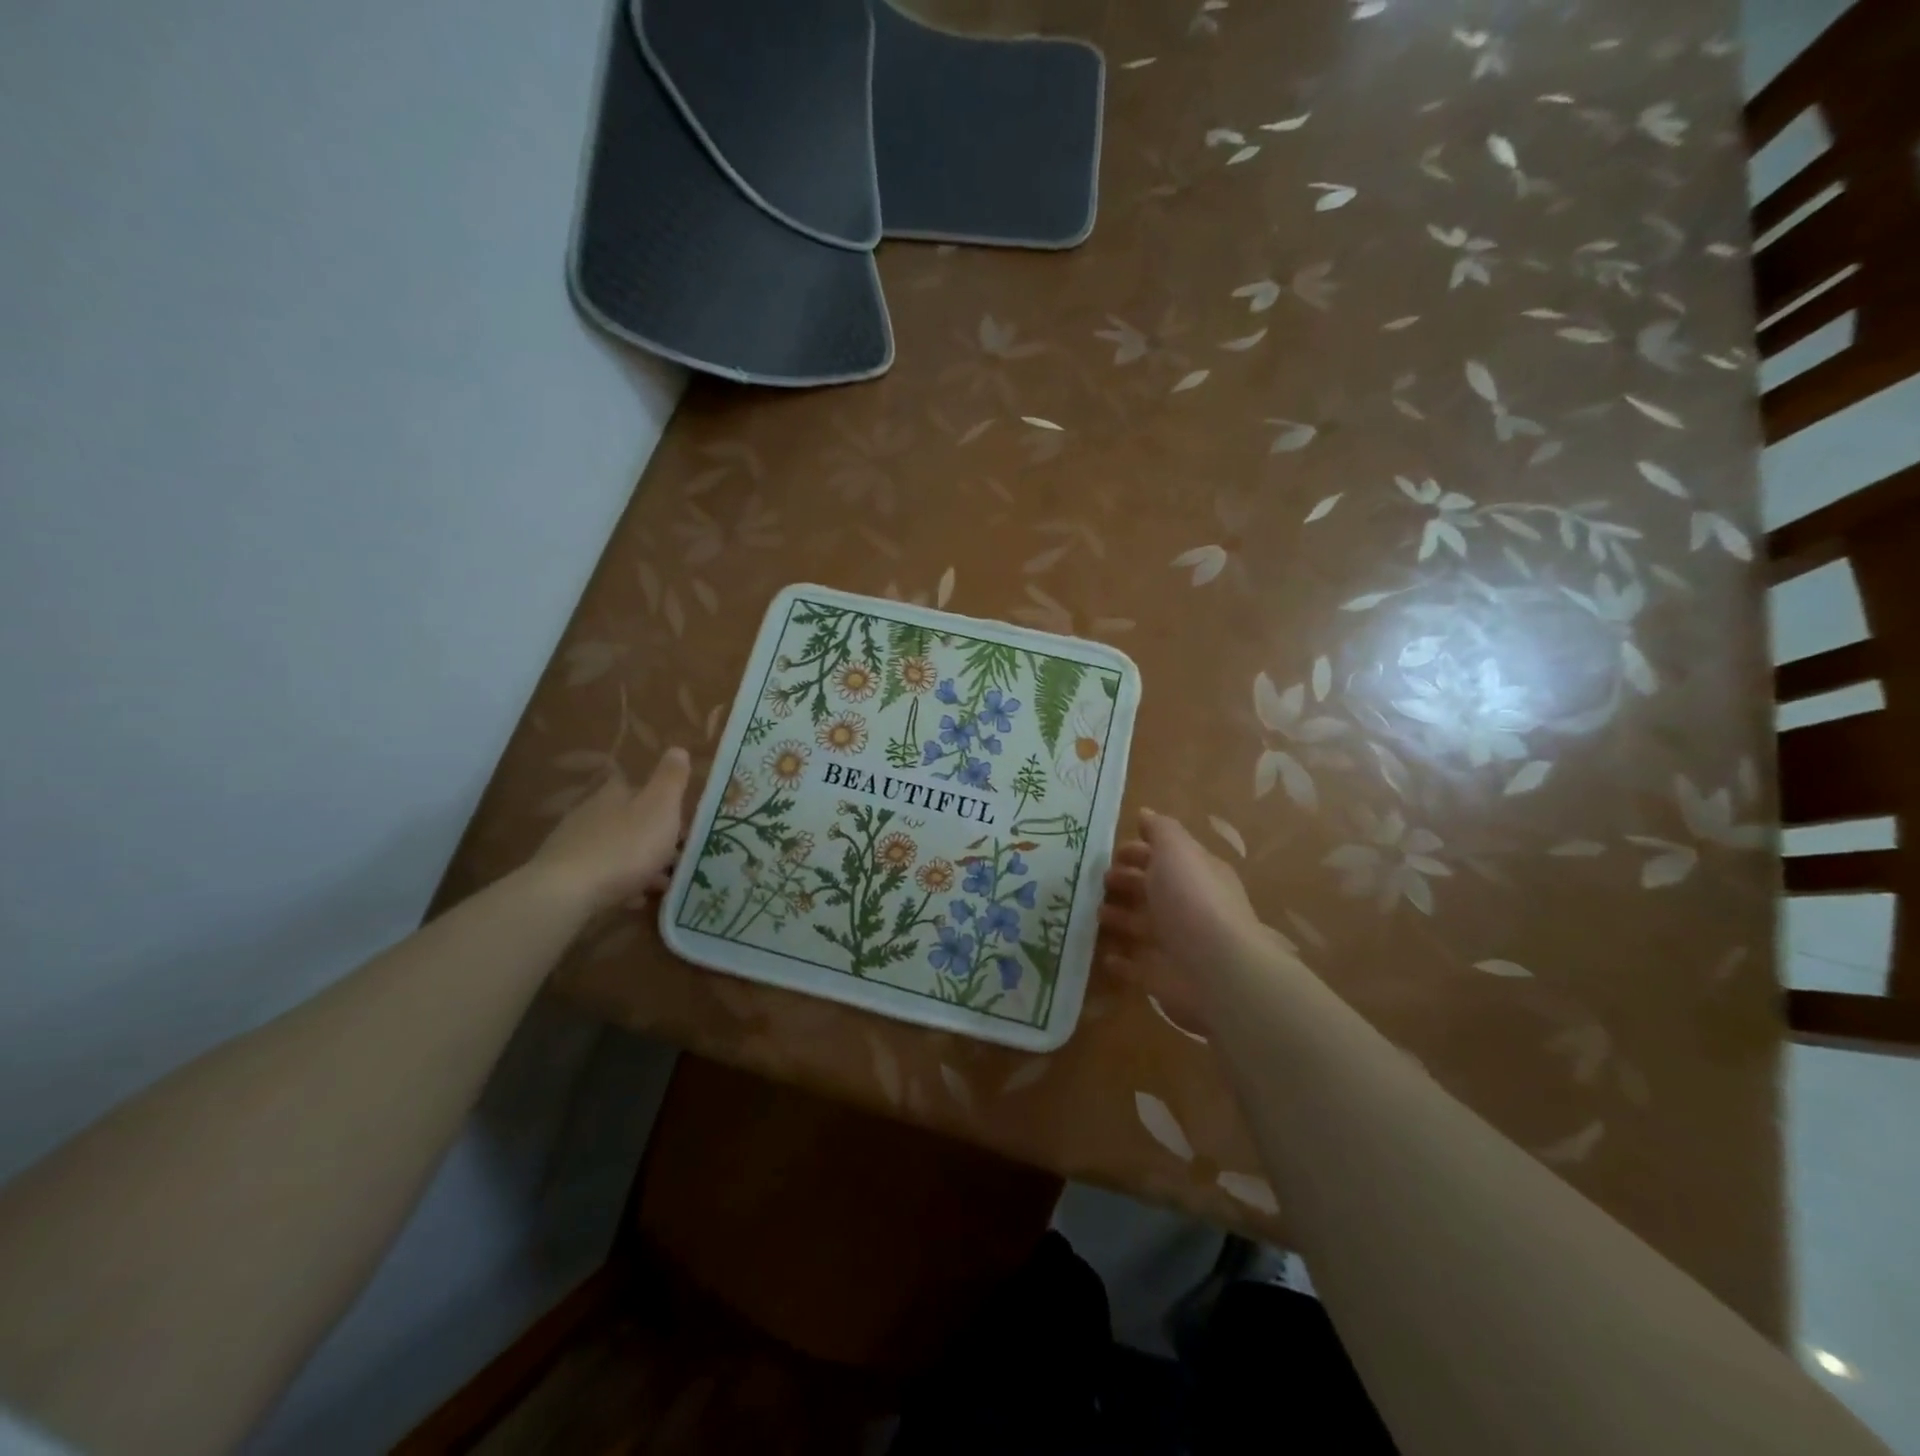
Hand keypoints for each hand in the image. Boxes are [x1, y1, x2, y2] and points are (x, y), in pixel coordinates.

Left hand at [528, 747, 691, 913]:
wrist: (568, 892)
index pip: (639, 787)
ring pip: (617, 848)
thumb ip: (671, 779)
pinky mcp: (565, 875)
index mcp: (615, 793)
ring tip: (662, 883)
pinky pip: (602, 875)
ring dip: (640, 862)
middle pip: (629, 819)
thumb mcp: (661, 806)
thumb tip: (677, 749)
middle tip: (677, 855)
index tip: (680, 821)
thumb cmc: (625, 846)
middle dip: (653, 836)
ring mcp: (575, 844)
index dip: (662, 802)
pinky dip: (621, 883)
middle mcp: (591, 813)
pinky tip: (634, 899)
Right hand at [1099, 808, 1267, 1031]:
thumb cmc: (1192, 899)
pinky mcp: (1162, 976)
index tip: (1111, 852)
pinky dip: (1121, 960)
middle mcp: (1187, 906)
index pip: (1165, 857)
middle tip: (1097, 881)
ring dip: (1119, 918)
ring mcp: (1175, 942)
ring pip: (1141, 926)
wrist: (1216, 969)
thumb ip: (1160, 830)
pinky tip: (1104, 955)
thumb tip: (1145, 813)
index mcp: (1195, 873)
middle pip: (1151, 889)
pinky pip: (1136, 966)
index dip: (1138, 851)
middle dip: (1125, 882)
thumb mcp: (1176, 850)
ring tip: (1094, 913)